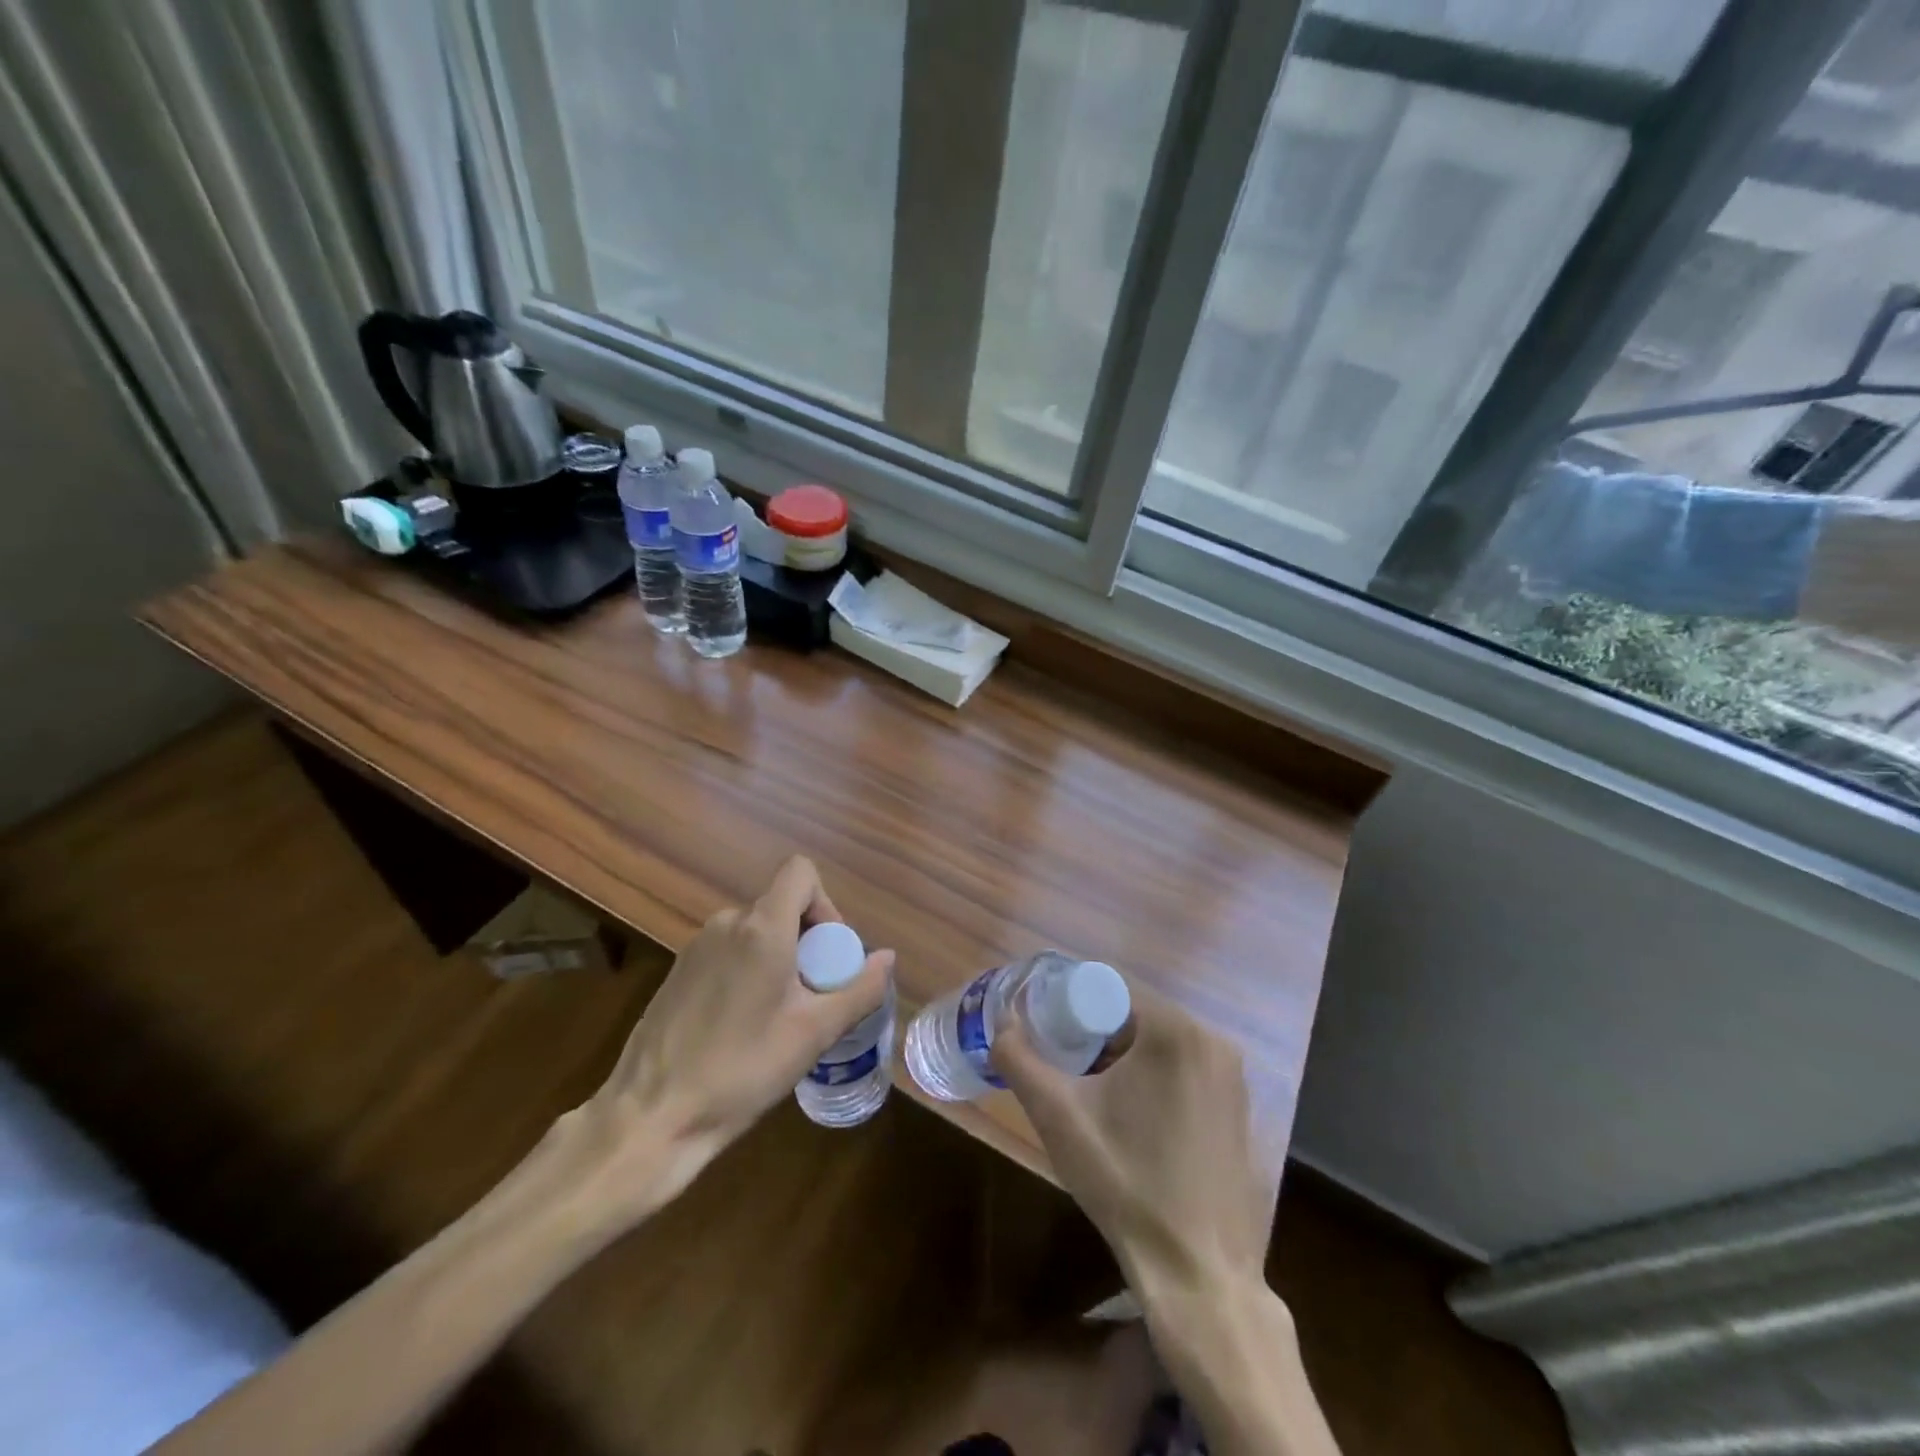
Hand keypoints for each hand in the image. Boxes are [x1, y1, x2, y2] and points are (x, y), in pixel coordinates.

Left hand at [571, 857, 892, 1221]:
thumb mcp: (814, 1033)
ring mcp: (696, 946)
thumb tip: (887, 958)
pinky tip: (743, 1026)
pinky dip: (749, 972)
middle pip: (782, 907)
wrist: (651, 1118)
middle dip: (808, 943)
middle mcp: (726, 923)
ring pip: (756, 932)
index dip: (826, 904)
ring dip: (779, 960)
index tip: (828, 956)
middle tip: (812, 998)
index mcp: (761, 928)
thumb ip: (859, 990)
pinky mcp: (678, 972)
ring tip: (780, 1018)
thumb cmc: (742, 1070)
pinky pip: (729, 952)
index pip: (801, 873)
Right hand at [991, 982, 1267, 1300]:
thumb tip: (1000, 1023)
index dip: (1071, 1009)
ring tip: (1094, 1099)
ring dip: (1123, 1058)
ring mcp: (1232, 1076)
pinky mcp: (1239, 1107)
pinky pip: (1185, 1070)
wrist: (1198, 1275)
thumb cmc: (1125, 1182)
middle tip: (1066, 1070)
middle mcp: (1212, 1040)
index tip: (1049, 1039)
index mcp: (1174, 1030)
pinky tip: (1134, 1122)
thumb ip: (1019, 1059)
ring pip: (1159, 1043)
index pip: (1108, 990)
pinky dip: (1154, 1079)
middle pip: (1134, 1016)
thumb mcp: (1057, 1115)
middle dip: (1096, 1036)